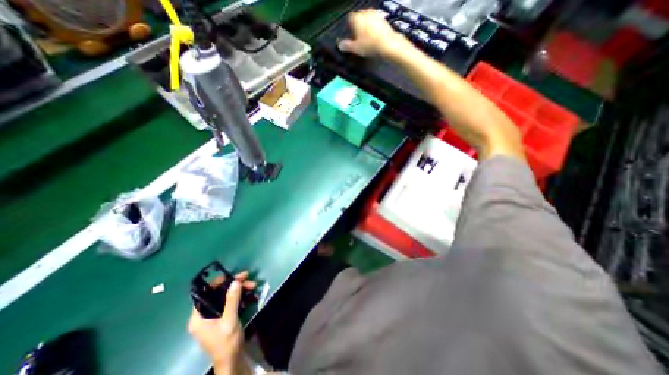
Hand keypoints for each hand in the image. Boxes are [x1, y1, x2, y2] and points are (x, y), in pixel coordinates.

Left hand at [191, 270, 257, 372]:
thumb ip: (232, 300)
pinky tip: (250, 294)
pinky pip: (231, 302)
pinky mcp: (223, 318)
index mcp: (199, 317)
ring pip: (226, 297)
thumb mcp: (229, 320)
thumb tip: (235, 281)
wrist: (232, 361)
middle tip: (247, 277)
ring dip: (240, 290)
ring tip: (253, 285)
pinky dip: (240, 297)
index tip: (230, 276)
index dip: (216, 283)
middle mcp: (204, 315)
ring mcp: (214, 317)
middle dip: (233, 285)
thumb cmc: (226, 343)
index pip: (204, 294)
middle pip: (218, 294)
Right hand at [341, 9, 407, 56]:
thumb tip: (340, 45)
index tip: (350, 37)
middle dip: (357, 27)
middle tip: (358, 40)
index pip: (348, 19)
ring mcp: (375, 14)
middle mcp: (365, 12)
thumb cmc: (369, 45)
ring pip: (367, 21)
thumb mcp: (355, 48)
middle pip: (358, 19)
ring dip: (365, 28)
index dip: (348, 29)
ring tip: (366, 40)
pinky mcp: (383, 19)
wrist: (387, 44)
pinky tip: (374, 38)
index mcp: (356, 17)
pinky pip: (374, 24)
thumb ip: (346, 46)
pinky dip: (373, 29)